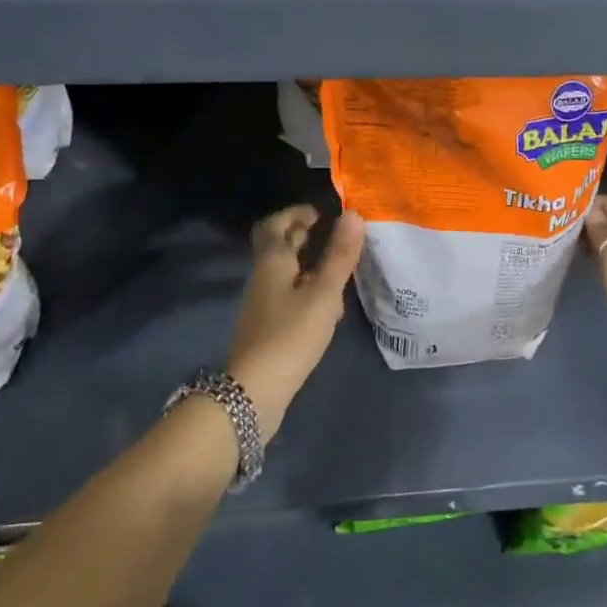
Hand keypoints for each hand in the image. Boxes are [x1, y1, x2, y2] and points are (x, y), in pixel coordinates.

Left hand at [227, 205, 364, 439]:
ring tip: (338, 267)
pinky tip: (328, 305)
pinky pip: (288, 296)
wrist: (253, 392)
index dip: (296, 213)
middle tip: (333, 234)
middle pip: (279, 247)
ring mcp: (264, 304)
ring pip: (286, 272)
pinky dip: (307, 290)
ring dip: (308, 264)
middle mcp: (264, 277)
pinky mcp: (269, 328)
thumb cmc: (290, 335)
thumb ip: (339, 256)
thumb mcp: (322, 294)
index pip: (275, 224)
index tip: (321, 213)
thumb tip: (353, 215)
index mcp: (272, 261)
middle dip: (303, 236)